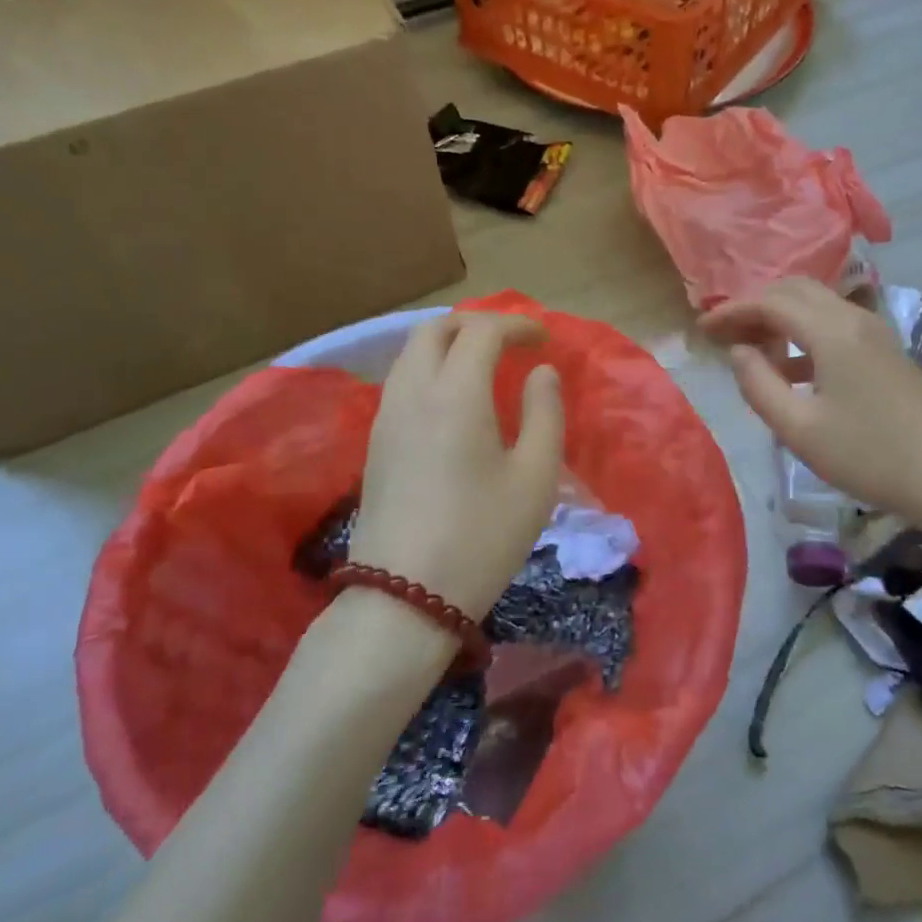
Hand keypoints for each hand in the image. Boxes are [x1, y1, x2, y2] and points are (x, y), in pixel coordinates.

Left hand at [350, 313, 563, 617]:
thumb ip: (545, 413)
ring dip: (450, 344)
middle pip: (435, 329)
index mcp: (455, 394)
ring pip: (412, 353)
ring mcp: (387, 417)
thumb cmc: (482, 536)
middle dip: (476, 324)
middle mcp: (413, 392)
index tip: (544, 338)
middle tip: (511, 342)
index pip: (482, 331)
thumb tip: (541, 372)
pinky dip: (431, 368)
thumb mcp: (534, 477)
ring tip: (484, 365)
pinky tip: (455, 400)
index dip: (516, 324)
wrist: (405, 597)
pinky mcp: (376, 443)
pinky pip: (403, 381)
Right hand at [701, 277, 921, 525]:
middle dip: (753, 307)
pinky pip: (833, 324)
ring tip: (750, 351)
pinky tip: (789, 370)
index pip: (769, 302)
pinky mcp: (884, 350)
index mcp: (831, 331)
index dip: (731, 312)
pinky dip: (802, 334)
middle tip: (724, 336)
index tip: (701, 331)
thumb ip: (759, 385)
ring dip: (778, 318)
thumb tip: (739, 353)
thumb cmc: (870, 456)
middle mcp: (853, 318)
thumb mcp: (800, 429)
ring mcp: (874, 332)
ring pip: (815, 305)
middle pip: (793, 291)